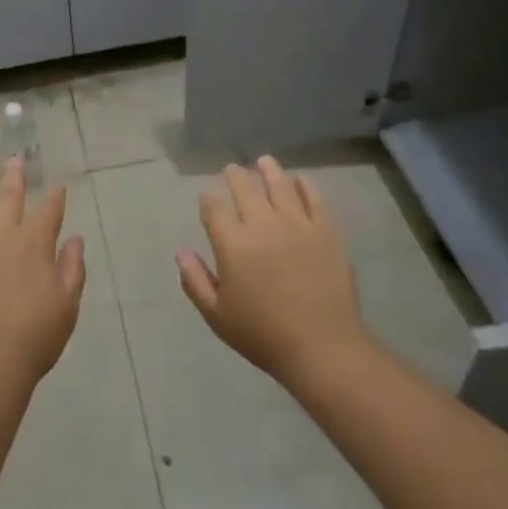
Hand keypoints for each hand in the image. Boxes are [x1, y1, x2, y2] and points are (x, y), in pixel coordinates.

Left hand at [0, 157, 85, 388]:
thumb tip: (74, 239)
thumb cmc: (32, 336)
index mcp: (34, 243)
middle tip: (14, 160)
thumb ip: (72, 269)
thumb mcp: (67, 305)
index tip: (57, 188)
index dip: (54, 198)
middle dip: (13, 178)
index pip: (48, 212)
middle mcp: (0, 234)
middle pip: (8, 198)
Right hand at [178, 155, 371, 386]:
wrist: (322, 347)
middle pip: (246, 189)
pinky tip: (301, 180)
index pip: (214, 209)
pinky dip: (306, 187)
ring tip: (264, 161)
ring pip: (280, 186)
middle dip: (235, 176)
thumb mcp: (217, 315)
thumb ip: (195, 280)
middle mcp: (263, 224)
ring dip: (269, 170)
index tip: (206, 195)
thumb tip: (180, 251)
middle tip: (232, 168)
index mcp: (233, 244)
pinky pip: (315, 200)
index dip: (208, 199)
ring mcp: (298, 224)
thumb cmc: (262, 334)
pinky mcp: (326, 231)